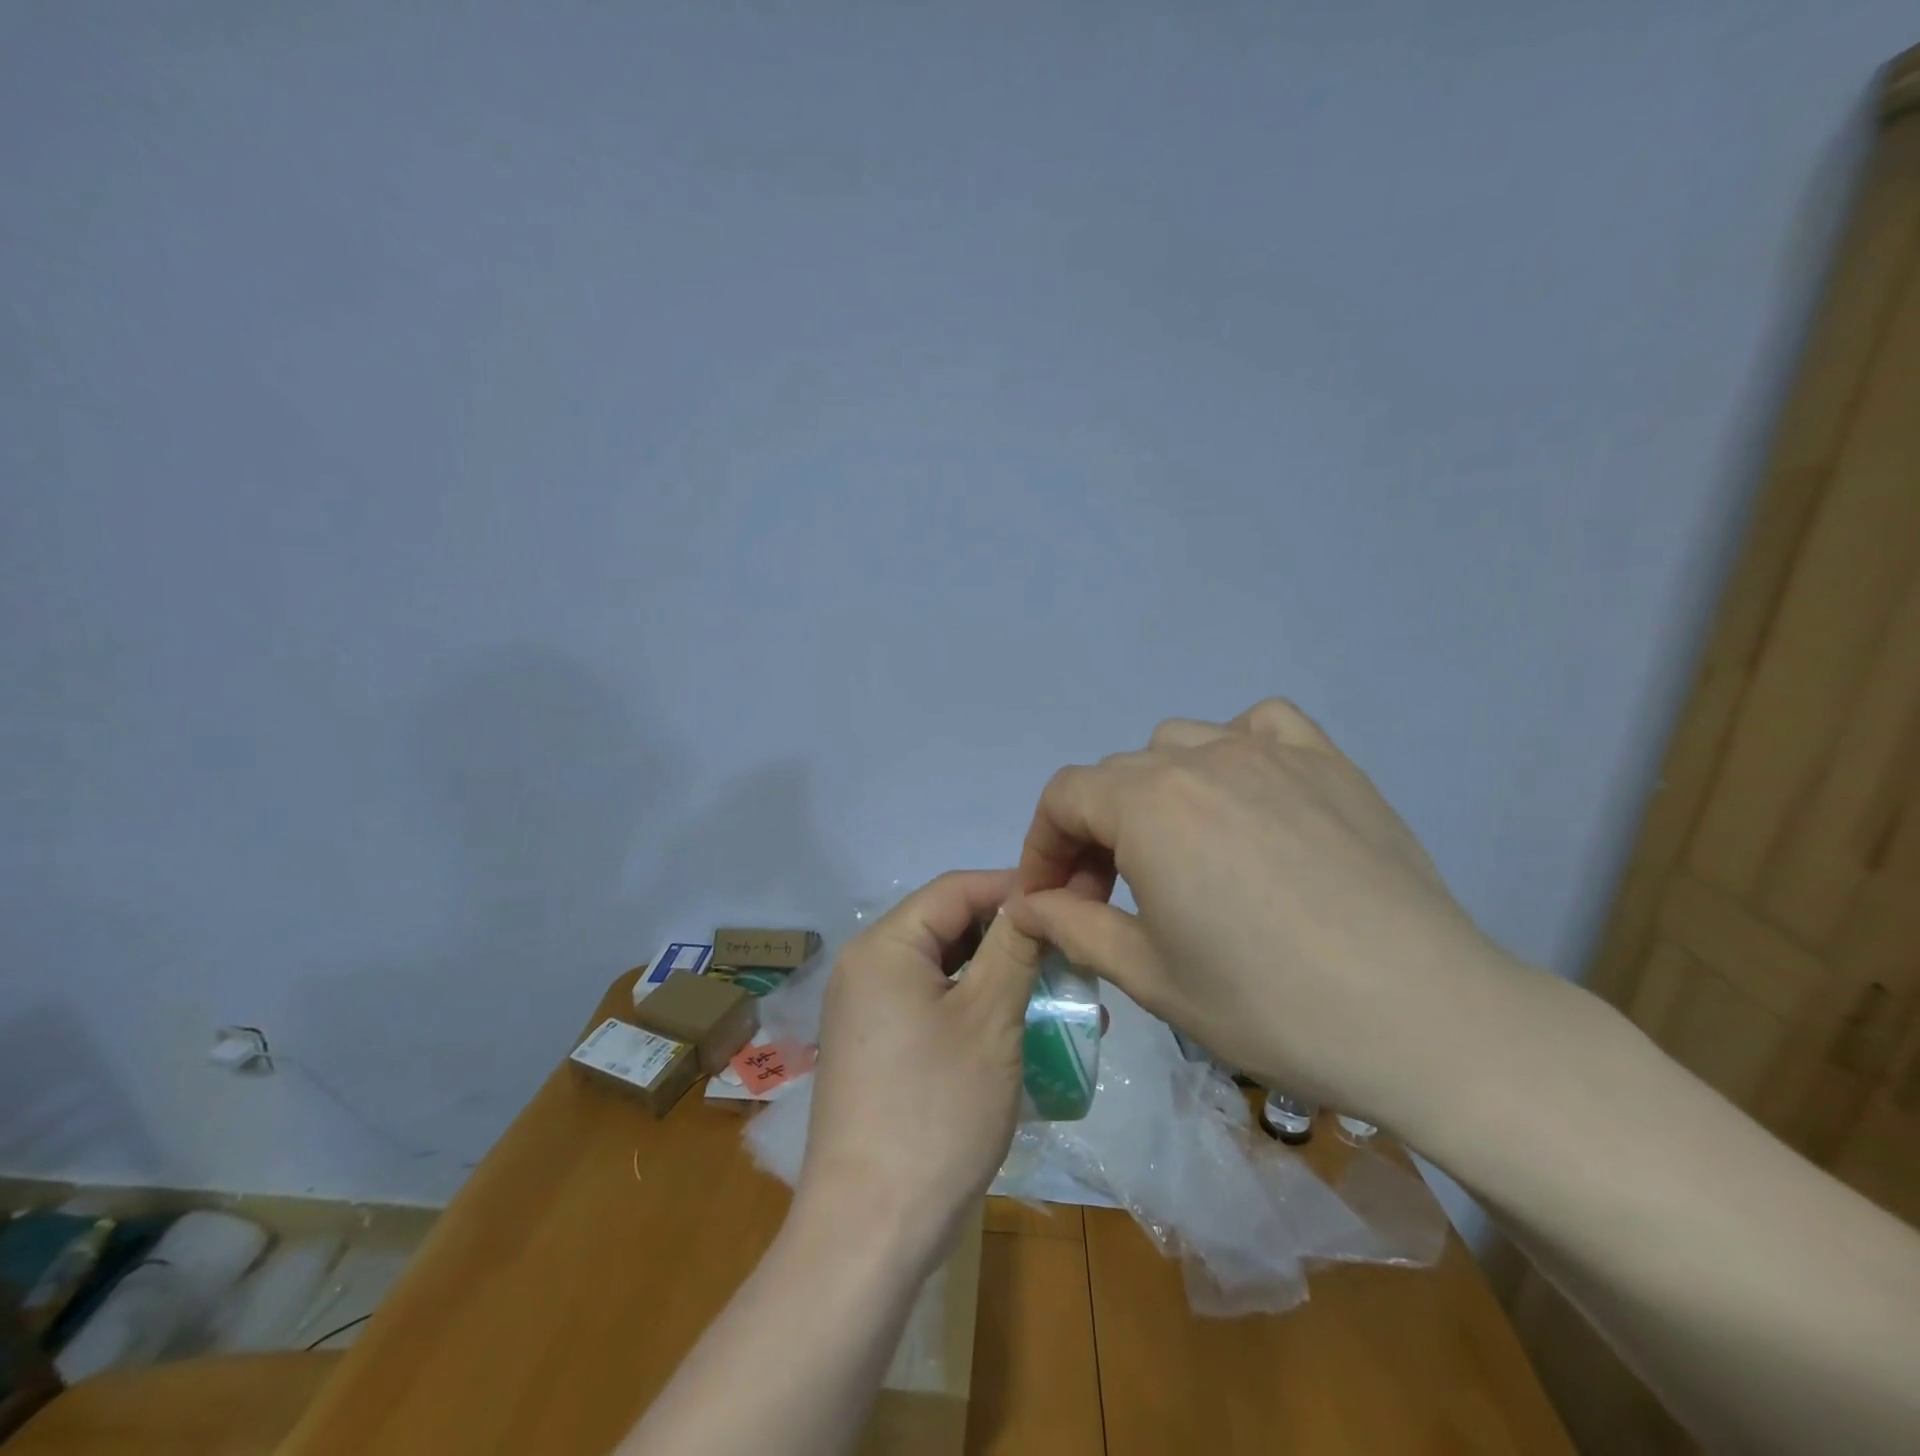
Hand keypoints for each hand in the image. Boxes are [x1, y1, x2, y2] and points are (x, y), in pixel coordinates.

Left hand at [797, 870, 1041, 1271]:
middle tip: (1067, 950)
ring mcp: (867, 1011)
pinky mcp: (877, 1048)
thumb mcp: (990, 1020)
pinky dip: (974, 1007)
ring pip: (943, 968)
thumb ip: (1014, 947)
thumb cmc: (936, 1111)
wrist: (870, 1230)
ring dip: (998, 975)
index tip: (1066, 900)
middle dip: (1009, 935)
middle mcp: (866, 967)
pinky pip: (931, 1005)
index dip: (1012, 888)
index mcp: (884, 946)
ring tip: (1057, 991)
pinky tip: (1020, 1028)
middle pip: (947, 926)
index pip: (955, 889)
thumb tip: (1035, 897)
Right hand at [1008, 699, 1541, 1128]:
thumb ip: (1075, 928)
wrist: (1426, 1019)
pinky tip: (1245, 794)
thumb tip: (1027, 906)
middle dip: (1091, 831)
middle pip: (1115, 775)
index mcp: (1150, 806)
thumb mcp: (1152, 977)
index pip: (1064, 797)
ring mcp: (1271, 753)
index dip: (1042, 845)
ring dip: (1152, 790)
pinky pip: (1260, 725)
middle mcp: (1202, 760)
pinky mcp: (1329, 763)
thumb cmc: (1271, 1006)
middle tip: (1106, 894)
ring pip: (1178, 744)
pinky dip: (1232, 748)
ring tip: (1175, 847)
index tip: (1048, 896)